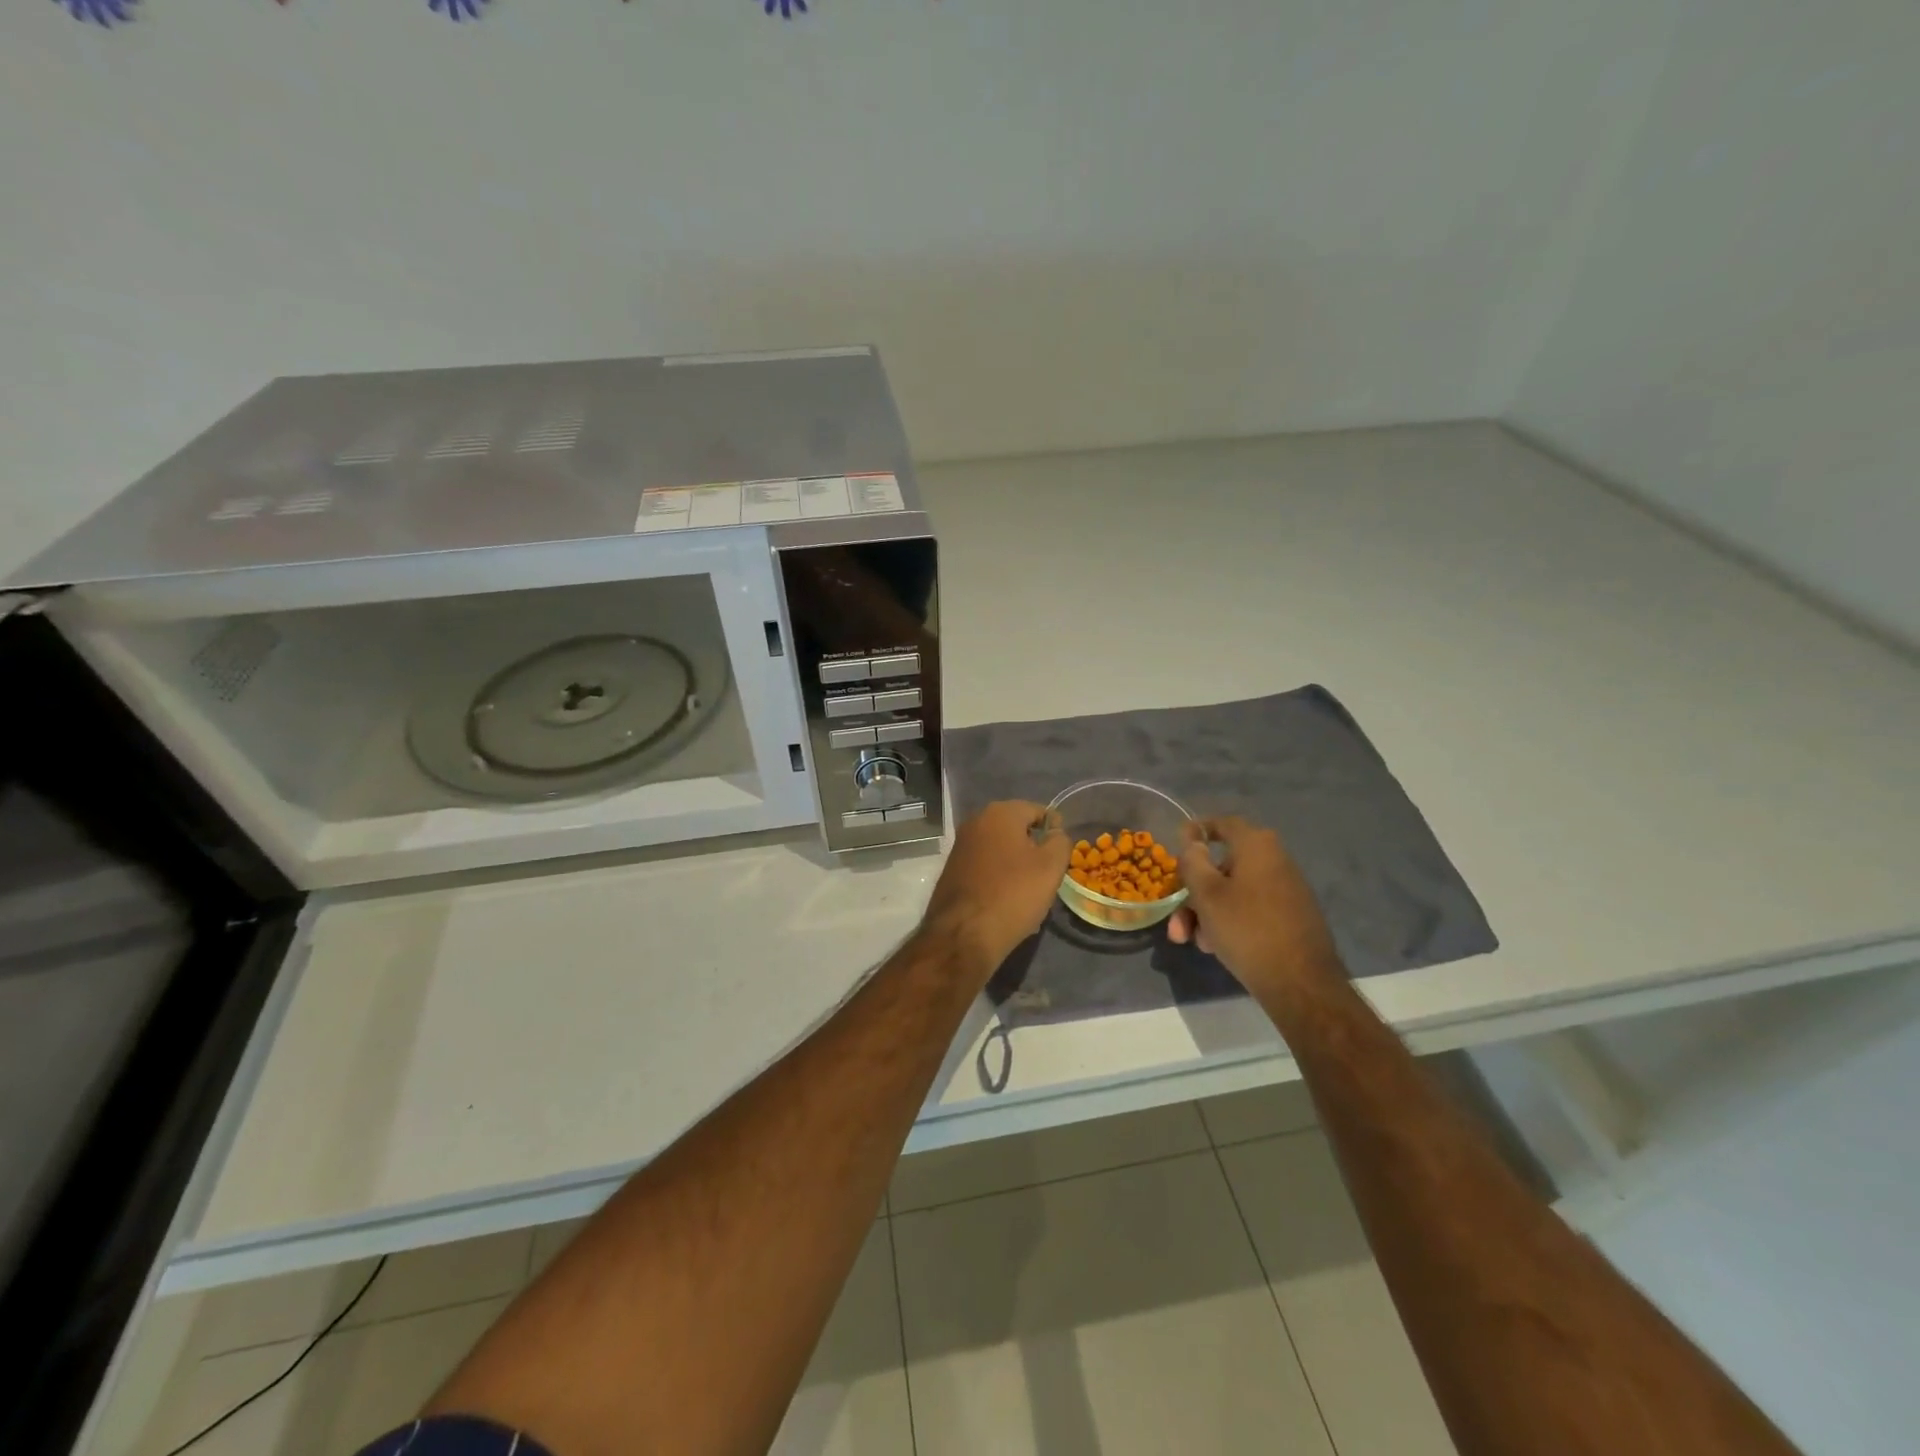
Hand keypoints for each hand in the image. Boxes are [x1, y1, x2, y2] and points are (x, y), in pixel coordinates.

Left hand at [922, 801, 1069, 975]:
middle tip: (1048, 877)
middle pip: (1017, 831)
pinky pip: (986, 868)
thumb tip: (1055, 834)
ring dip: (1018, 867)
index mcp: (999, 813)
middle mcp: (976, 822)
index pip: (1038, 811)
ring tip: (1030, 895)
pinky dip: (999, 879)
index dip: (1055, 830)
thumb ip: (1060, 841)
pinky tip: (1008, 903)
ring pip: (1001, 851)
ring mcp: (960, 846)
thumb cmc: (1013, 894)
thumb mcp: (1051, 866)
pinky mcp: (952, 870)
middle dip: (1034, 850)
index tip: (1062, 855)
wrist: (963, 934)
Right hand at [1166, 817, 1341, 996]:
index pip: (1222, 824)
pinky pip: (1251, 908)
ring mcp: (1286, 889)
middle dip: (1194, 892)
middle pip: (1222, 866)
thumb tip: (1193, 842)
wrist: (1301, 983)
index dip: (1197, 831)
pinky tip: (1216, 947)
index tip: (1177, 843)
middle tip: (1177, 920)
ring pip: (1234, 892)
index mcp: (1257, 846)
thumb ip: (1193, 862)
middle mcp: (1275, 860)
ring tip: (1194, 942)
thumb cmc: (1247, 929)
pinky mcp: (1291, 916)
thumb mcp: (1207, 894)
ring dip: (1207, 912)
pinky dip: (1229, 920)